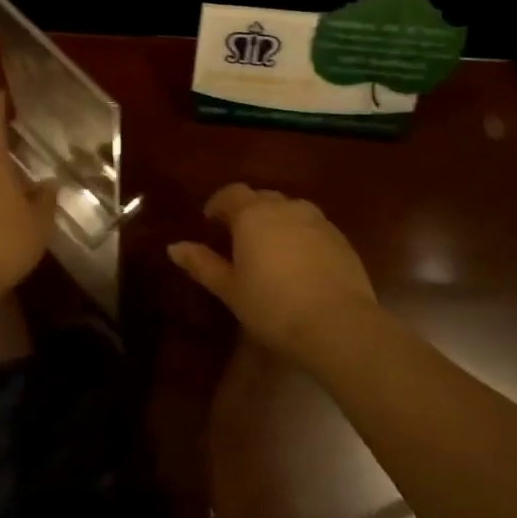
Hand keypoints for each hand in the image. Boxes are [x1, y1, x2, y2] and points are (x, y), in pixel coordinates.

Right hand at [169, 183, 377, 359]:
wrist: (337, 324)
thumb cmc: (272, 306)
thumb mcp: (230, 289)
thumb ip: (202, 264)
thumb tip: (174, 247)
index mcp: (253, 215)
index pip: (231, 193)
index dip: (218, 204)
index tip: (211, 222)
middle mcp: (287, 208)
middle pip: (262, 198)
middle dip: (248, 211)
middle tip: (238, 240)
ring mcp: (318, 221)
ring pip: (291, 210)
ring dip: (277, 222)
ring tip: (270, 251)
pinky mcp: (342, 240)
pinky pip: (313, 228)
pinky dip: (301, 237)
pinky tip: (300, 265)